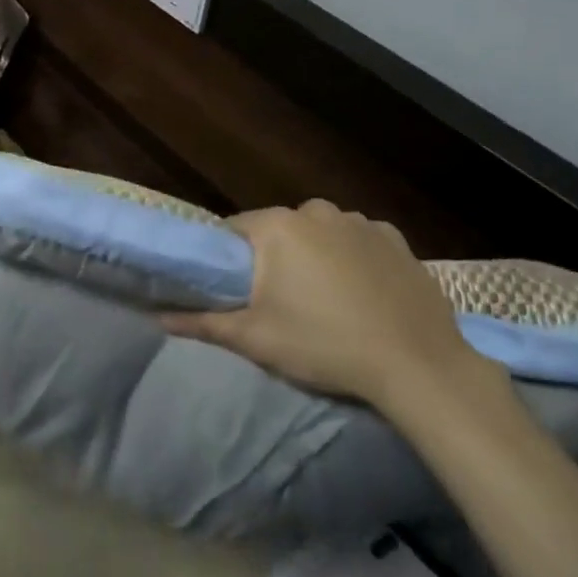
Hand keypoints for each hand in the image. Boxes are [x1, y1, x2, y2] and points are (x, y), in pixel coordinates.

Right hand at [161, 200, 495, 411]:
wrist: (419, 366)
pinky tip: (362, 295)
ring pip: (319, 233)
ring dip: (314, 257)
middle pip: (278, 230)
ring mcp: (360, 221)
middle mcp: (316, 210)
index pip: (234, 230)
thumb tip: (158, 316)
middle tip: (279, 303)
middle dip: (273, 260)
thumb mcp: (256, 339)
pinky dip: (353, 259)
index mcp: (278, 226)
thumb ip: (203, 322)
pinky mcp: (395, 239)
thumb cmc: (326, 346)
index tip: (235, 290)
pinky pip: (358, 242)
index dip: (229, 259)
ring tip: (325, 302)